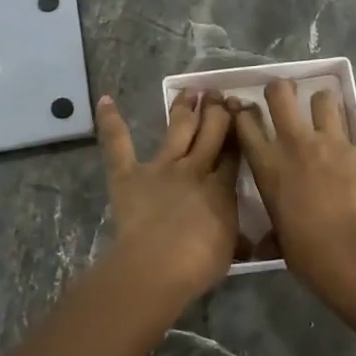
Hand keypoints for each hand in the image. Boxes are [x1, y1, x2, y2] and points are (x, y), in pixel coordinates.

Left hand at [95, 91, 238, 304]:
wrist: (159, 264)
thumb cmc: (198, 264)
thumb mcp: (229, 251)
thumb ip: (237, 238)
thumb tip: (250, 242)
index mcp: (222, 187)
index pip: (234, 151)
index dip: (238, 129)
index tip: (242, 112)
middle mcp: (195, 168)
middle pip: (210, 130)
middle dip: (216, 109)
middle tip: (218, 94)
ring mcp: (161, 167)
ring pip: (178, 128)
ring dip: (184, 107)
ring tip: (191, 90)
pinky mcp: (129, 174)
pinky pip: (119, 144)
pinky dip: (111, 122)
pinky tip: (105, 100)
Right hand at [232, 80, 355, 298]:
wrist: (354, 251)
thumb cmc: (307, 252)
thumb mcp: (279, 237)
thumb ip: (273, 229)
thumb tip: (264, 246)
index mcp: (268, 165)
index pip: (246, 122)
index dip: (244, 113)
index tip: (247, 112)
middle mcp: (295, 144)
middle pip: (281, 93)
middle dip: (281, 89)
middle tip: (285, 94)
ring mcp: (331, 142)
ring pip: (323, 100)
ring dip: (322, 106)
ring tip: (325, 116)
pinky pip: (354, 139)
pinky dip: (351, 150)